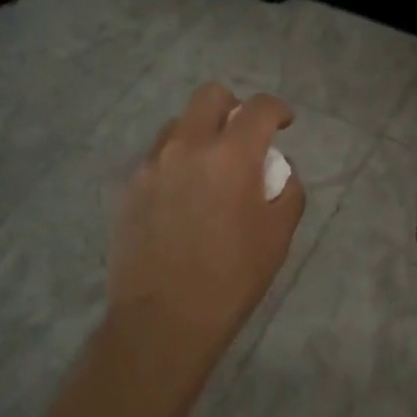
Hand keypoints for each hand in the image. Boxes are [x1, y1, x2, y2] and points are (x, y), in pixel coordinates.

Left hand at [107, 82, 306, 384]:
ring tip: (209, 169)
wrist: (162, 320)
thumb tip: (277, 169)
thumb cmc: (231, 279)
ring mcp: (152, 164)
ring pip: (179, 124)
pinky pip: (157, 157)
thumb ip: (286, 190)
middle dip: (234, 106)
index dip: (277, 109)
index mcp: (230, 155)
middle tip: (243, 136)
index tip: (283, 122)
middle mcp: (187, 146)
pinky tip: (182, 197)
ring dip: (200, 133)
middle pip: (210, 96)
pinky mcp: (130, 186)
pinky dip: (176, 162)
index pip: (258, 108)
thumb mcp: (277, 236)